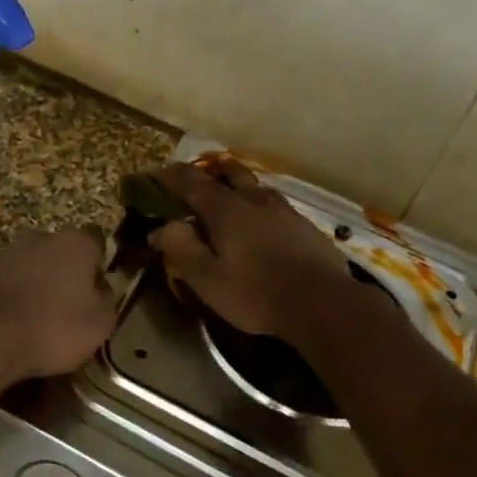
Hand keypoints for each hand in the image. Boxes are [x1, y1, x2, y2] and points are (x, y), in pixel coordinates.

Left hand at [0, 228, 116, 385]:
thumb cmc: (51, 328)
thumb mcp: (99, 323)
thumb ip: (106, 299)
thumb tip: (101, 288)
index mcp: (74, 243)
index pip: (97, 243)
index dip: (100, 266)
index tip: (99, 290)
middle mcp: (39, 238)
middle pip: (60, 252)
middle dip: (65, 273)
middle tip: (69, 306)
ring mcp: (3, 253)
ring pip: (30, 267)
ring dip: (35, 285)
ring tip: (37, 319)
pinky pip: (5, 284)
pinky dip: (10, 298)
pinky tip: (10, 324)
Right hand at [148, 161, 355, 338]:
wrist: (322, 303)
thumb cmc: (256, 294)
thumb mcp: (207, 279)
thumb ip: (180, 248)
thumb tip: (159, 228)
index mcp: (226, 210)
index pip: (191, 182)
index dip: (170, 176)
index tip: (154, 174)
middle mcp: (255, 201)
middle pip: (230, 173)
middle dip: (209, 172)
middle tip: (196, 181)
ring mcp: (285, 211)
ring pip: (256, 188)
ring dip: (238, 187)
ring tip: (231, 199)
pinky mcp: (306, 227)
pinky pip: (276, 207)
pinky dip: (261, 208)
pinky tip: (264, 225)